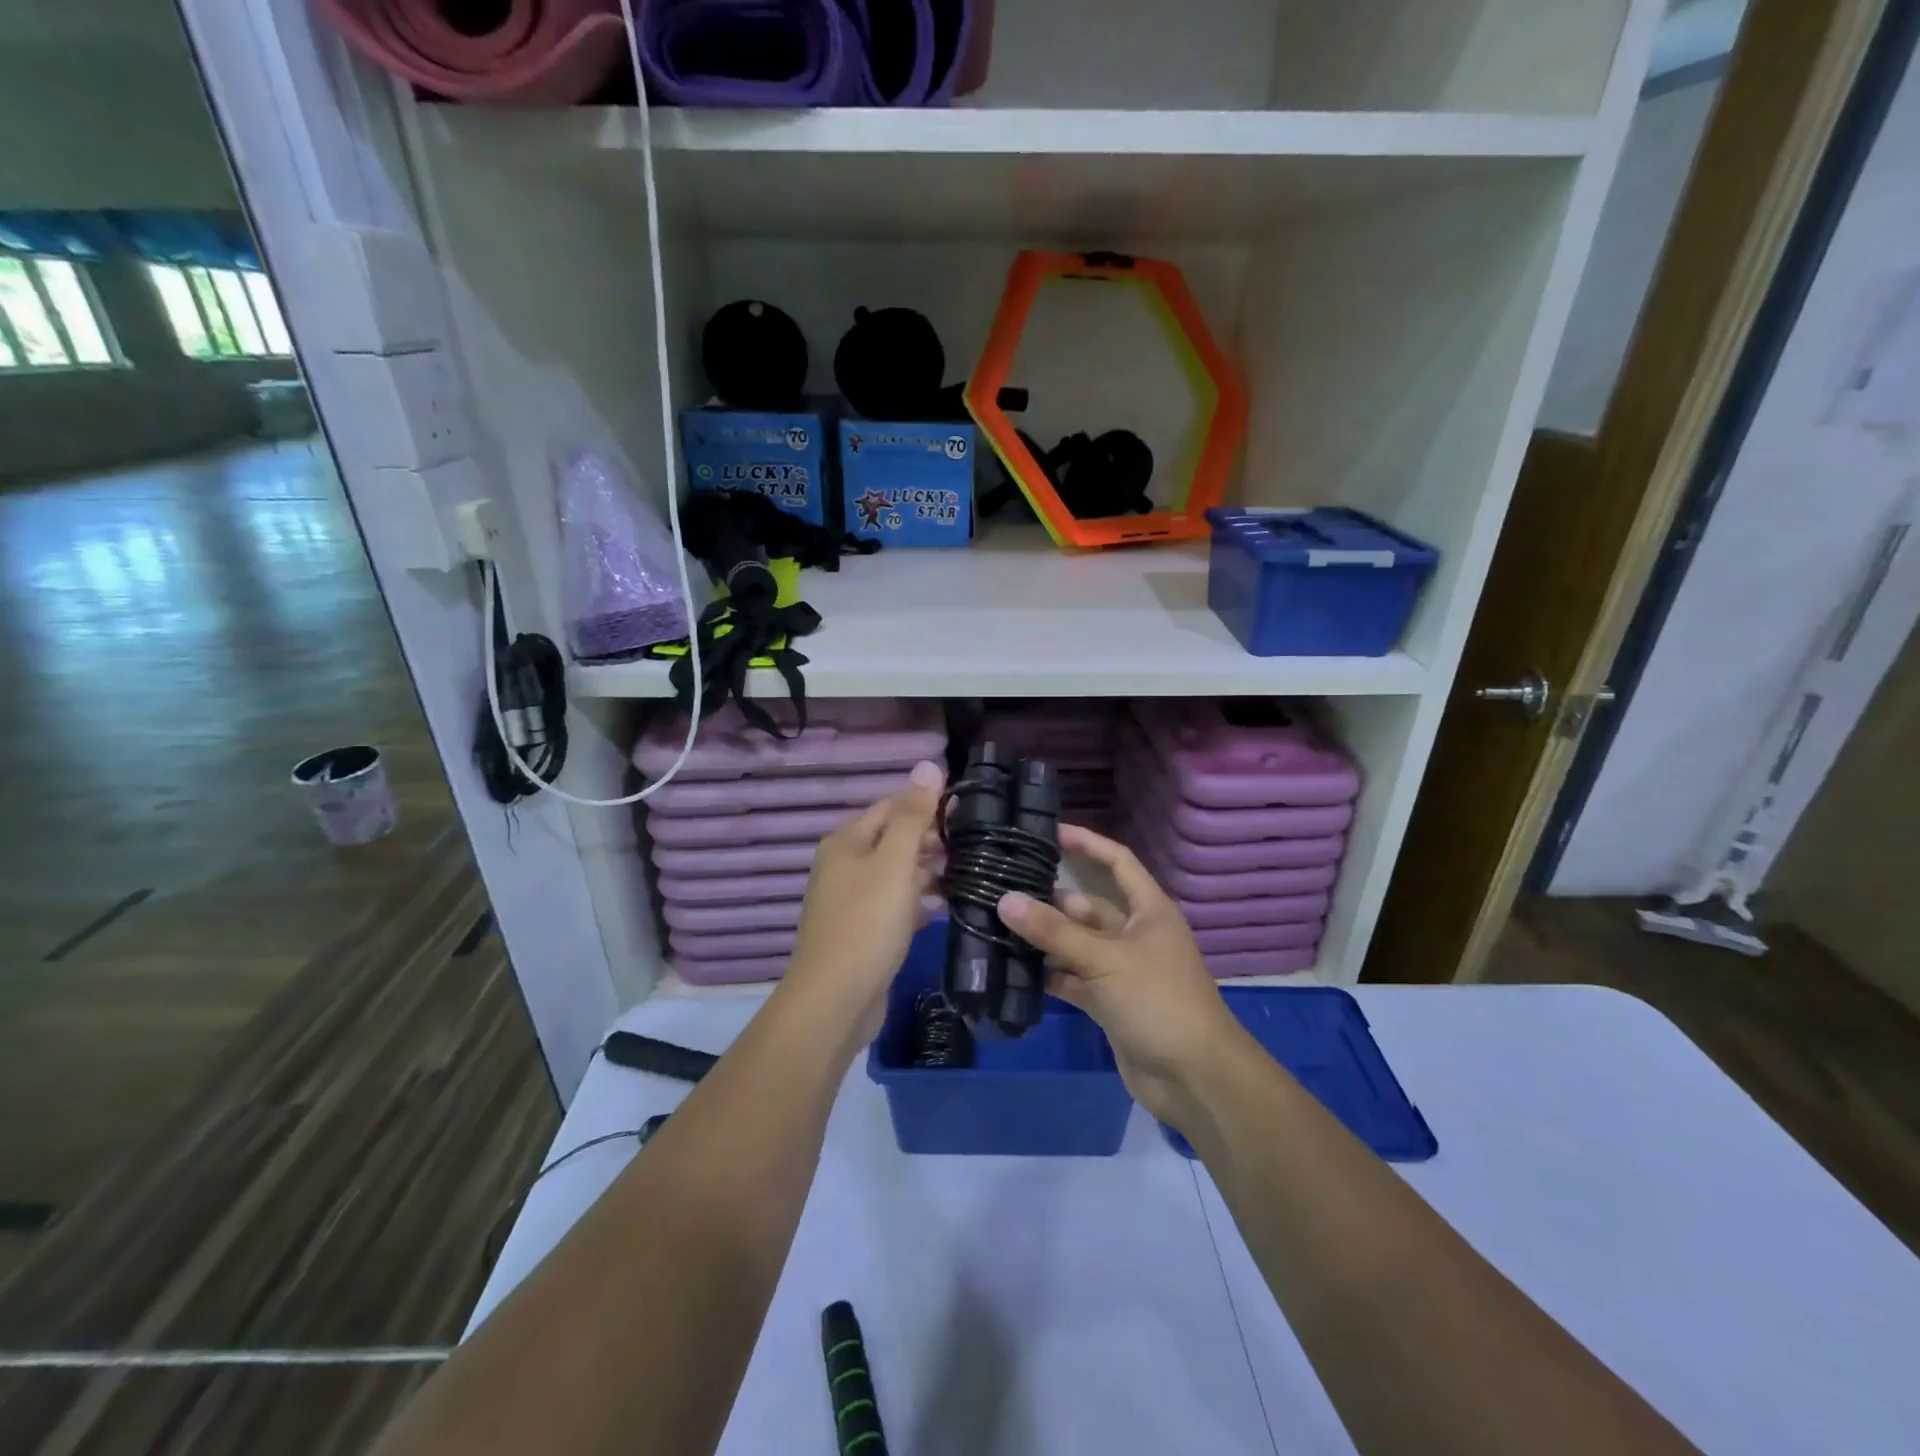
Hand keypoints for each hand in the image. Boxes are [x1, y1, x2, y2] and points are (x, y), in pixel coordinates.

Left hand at [782, 760, 943, 1043]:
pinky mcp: (863, 930)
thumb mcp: (895, 863)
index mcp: (847, 842)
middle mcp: (845, 865)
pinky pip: (895, 904)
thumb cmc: (867, 923)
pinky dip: (919, 901)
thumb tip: (928, 764)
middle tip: (974, 846)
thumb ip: (913, 815)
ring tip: (969, 874)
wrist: (835, 1000)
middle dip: (931, 840)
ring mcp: (852, 900)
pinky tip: (946, 906)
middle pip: (893, 839)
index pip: (891, 806)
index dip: (927, 804)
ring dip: (929, 871)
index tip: (968, 812)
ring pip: (897, 873)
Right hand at [998, 825, 1244, 1124]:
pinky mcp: (1109, 1003)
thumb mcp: (1105, 959)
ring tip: (998, 925)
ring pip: (1077, 944)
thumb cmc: (1158, 1001)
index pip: (1117, 862)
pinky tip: (1014, 969)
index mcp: (1149, 911)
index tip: (1049, 831)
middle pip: (1088, 906)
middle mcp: (1135, 934)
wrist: (1194, 1077)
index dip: (1087, 843)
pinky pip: (1073, 979)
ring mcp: (1122, 971)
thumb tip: (1005, 900)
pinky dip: (1050, 975)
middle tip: (1003, 888)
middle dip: (1051, 899)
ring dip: (1045, 939)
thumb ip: (1054, 932)